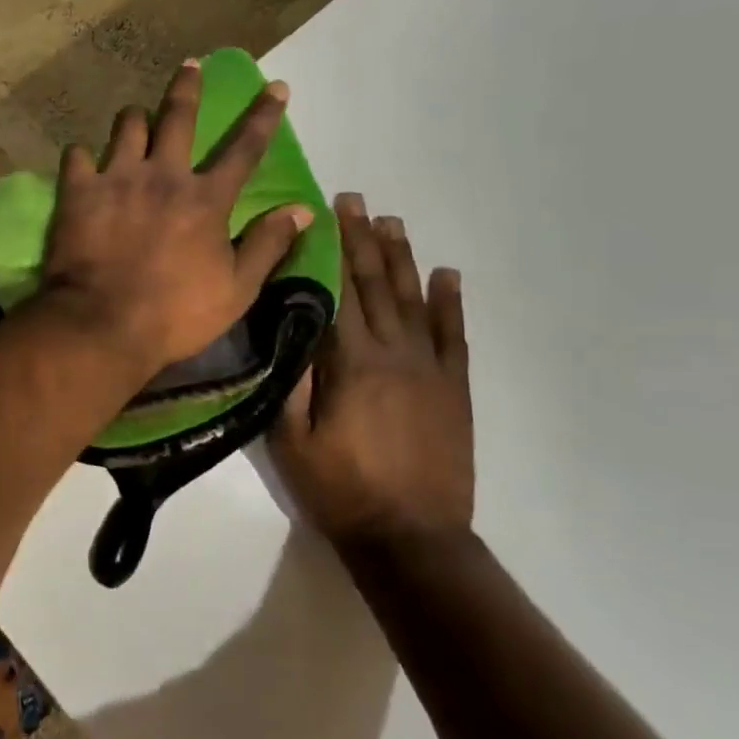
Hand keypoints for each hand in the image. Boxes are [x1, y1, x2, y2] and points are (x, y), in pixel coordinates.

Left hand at [40, 60, 313, 377]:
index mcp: (205, 199)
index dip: (264, 116)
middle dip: (188, 87)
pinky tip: (84, 162)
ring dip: (135, 118)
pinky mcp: (78, 191)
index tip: (276, 85)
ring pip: (127, 126)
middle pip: (178, 117)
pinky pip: (77, 155)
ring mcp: (117, 178)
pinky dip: (83, 156)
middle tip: (190, 64)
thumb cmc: (175, 314)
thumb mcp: (236, 289)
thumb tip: (302, 210)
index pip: (243, 149)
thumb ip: (268, 245)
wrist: (102, 325)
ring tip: (136, 116)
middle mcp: (163, 175)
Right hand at [270, 196, 473, 546]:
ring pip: (414, 300)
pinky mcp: (454, 389)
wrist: (412, 538)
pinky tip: (447, 274)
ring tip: (393, 222)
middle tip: (357, 200)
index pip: (338, 292)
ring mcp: (430, 369)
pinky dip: (450, 302)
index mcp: (351, 363)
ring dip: (403, 258)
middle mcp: (393, 353)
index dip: (331, 249)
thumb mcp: (290, 440)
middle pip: (376, 285)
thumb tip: (284, 327)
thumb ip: (287, 381)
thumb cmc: (340, 490)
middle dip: (364, 239)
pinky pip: (454, 336)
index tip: (325, 212)